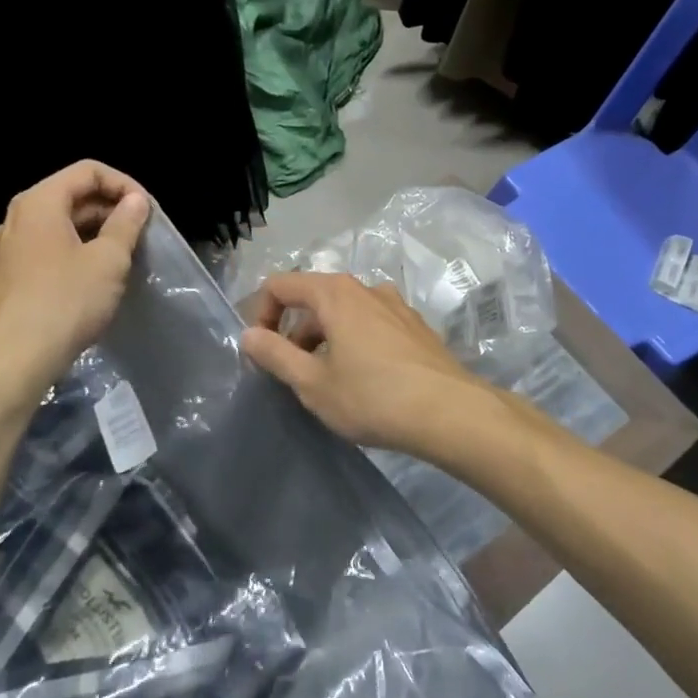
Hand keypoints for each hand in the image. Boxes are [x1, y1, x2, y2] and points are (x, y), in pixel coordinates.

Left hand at [0, 161, 149, 418]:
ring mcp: (7, 250)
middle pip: (71, 196)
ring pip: (59, 226)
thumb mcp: (108, 260)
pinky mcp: (6, 278)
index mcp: (39, 203)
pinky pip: (46, 250)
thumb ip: (126, 224)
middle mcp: (16, 218)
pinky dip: (75, 253)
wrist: (12, 362)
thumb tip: (135, 201)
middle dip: (110, 209)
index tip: (148, 210)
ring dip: (95, 233)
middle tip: (142, 234)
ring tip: (124, 256)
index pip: (87, 171)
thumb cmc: (65, 302)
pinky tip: (94, 280)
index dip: (124, 184)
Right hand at [239, 271, 487, 455]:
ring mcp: (395, 304)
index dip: (262, 314)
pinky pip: (371, 323)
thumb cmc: (372, 397)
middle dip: (294, 330)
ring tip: (327, 381)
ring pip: (344, 311)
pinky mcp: (415, 325)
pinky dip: (354, 340)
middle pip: (314, 297)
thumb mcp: (313, 383)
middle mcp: (365, 288)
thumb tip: (248, 334)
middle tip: (291, 373)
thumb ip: (275, 355)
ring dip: (324, 338)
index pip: (281, 285)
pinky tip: (364, 379)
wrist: (449, 412)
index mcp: (335, 293)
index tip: (262, 352)